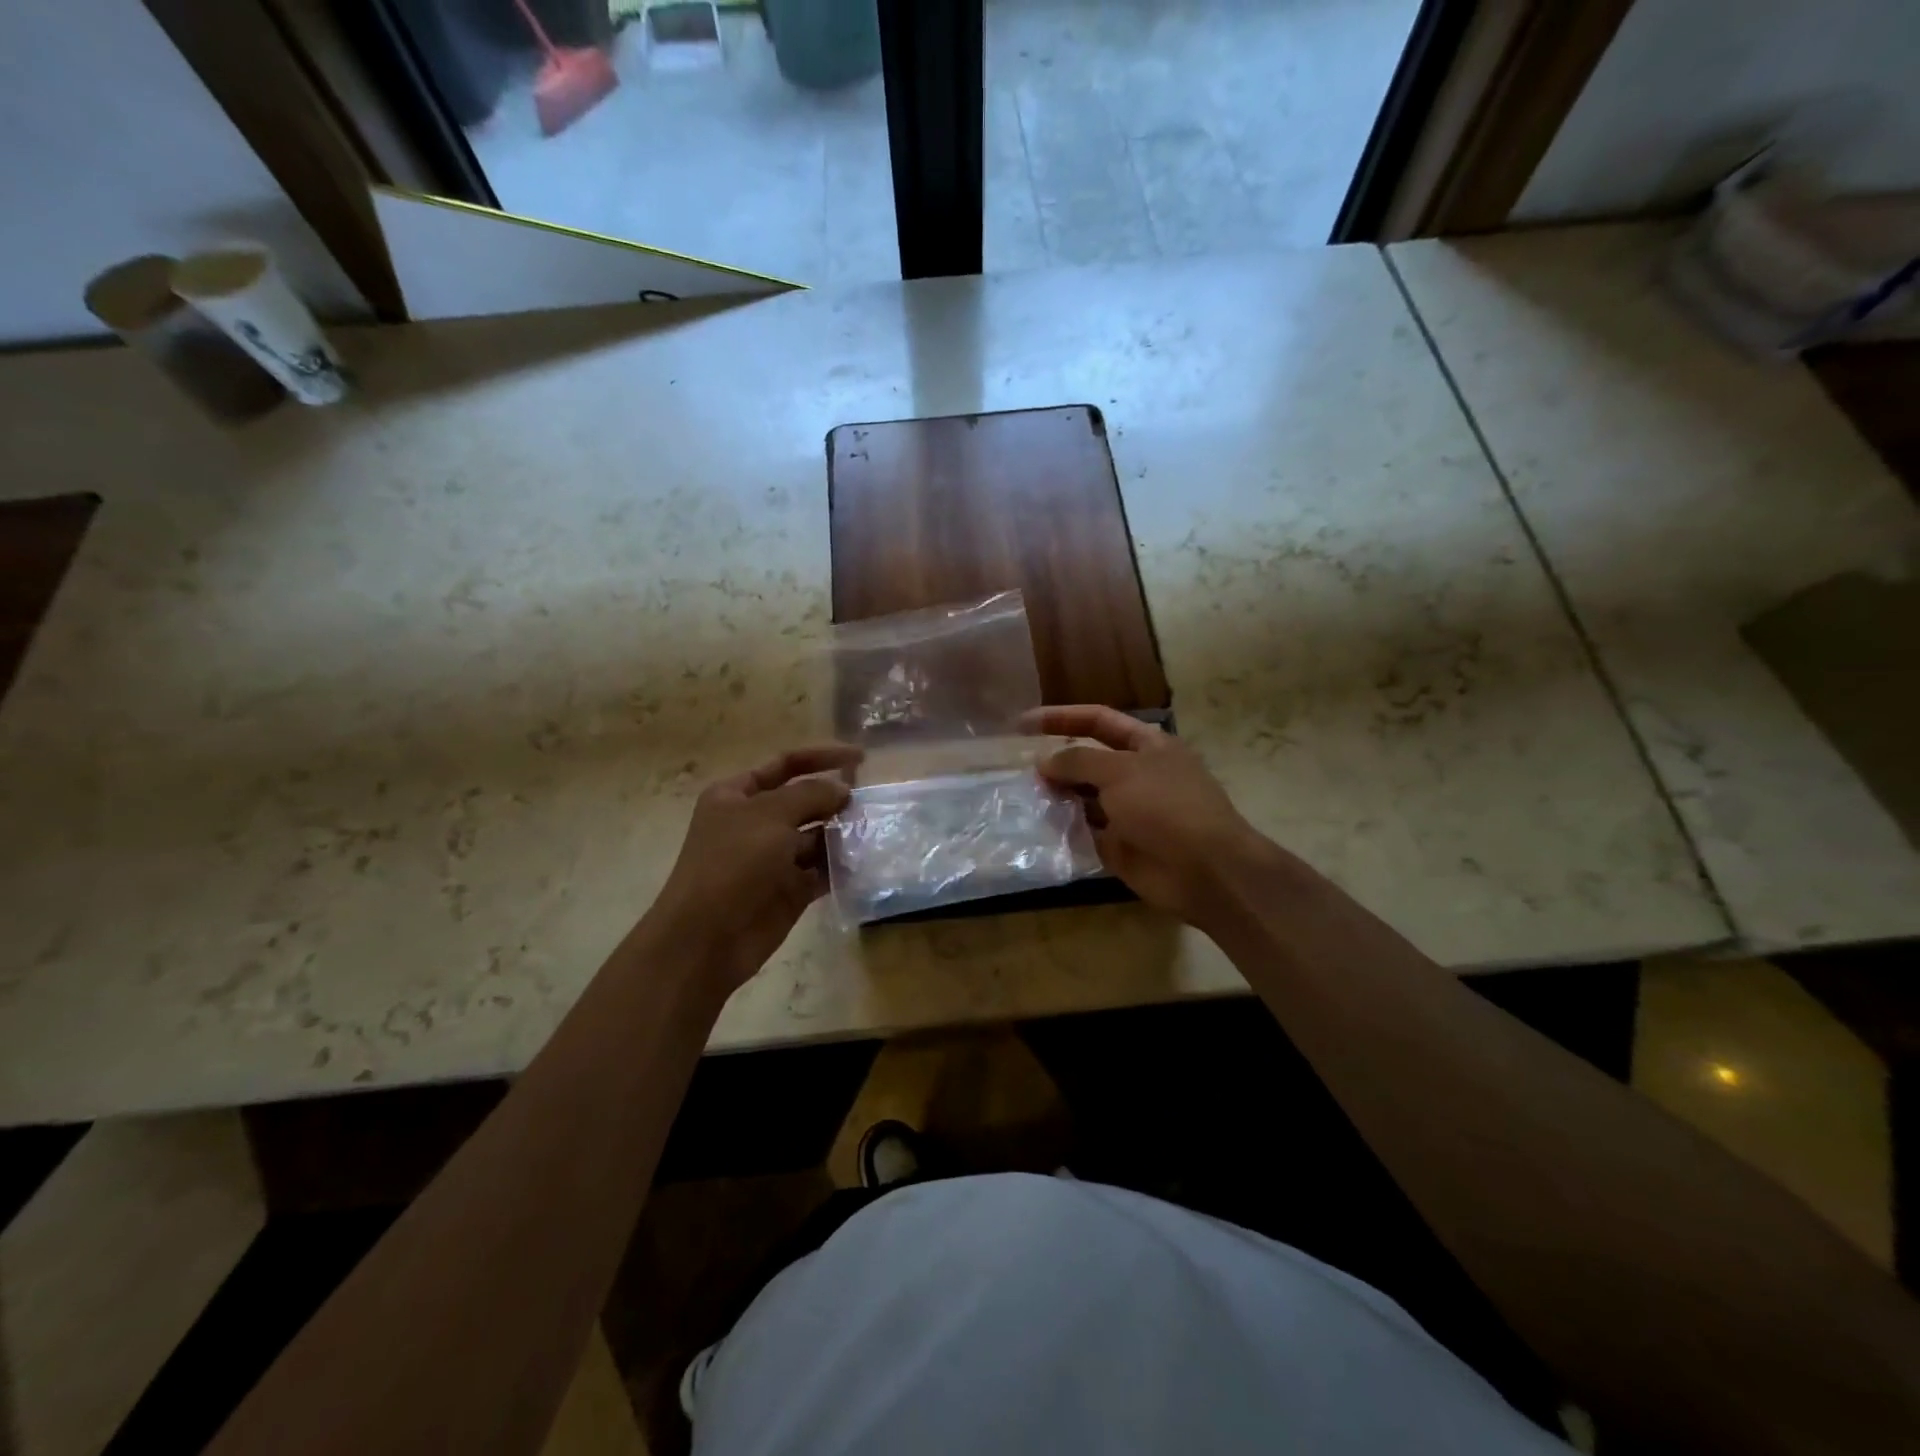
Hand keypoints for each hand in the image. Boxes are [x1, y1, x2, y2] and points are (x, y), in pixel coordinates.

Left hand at [650, 745, 863, 992]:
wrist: (706, 939)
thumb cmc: (732, 864)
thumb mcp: (771, 815)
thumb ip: (812, 794)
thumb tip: (843, 789)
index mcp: (737, 795)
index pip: (786, 764)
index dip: (822, 756)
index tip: (862, 758)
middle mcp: (755, 822)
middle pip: (804, 800)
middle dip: (836, 798)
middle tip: (873, 801)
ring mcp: (773, 858)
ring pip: (817, 836)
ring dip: (843, 832)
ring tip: (876, 830)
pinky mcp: (789, 890)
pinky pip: (822, 870)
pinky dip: (842, 865)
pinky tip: (867, 860)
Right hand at [1030, 706, 1275, 927]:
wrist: (1205, 870)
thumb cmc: (1166, 807)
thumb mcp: (1119, 772)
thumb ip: (1077, 761)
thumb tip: (1044, 761)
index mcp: (1147, 745)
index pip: (1098, 720)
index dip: (1061, 718)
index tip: (1022, 724)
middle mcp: (1138, 775)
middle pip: (1088, 760)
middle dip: (1056, 763)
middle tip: (1021, 771)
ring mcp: (1130, 812)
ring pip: (1084, 798)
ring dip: (1057, 796)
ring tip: (1024, 797)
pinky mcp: (1120, 846)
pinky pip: (1085, 832)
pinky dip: (1064, 829)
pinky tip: (1038, 827)